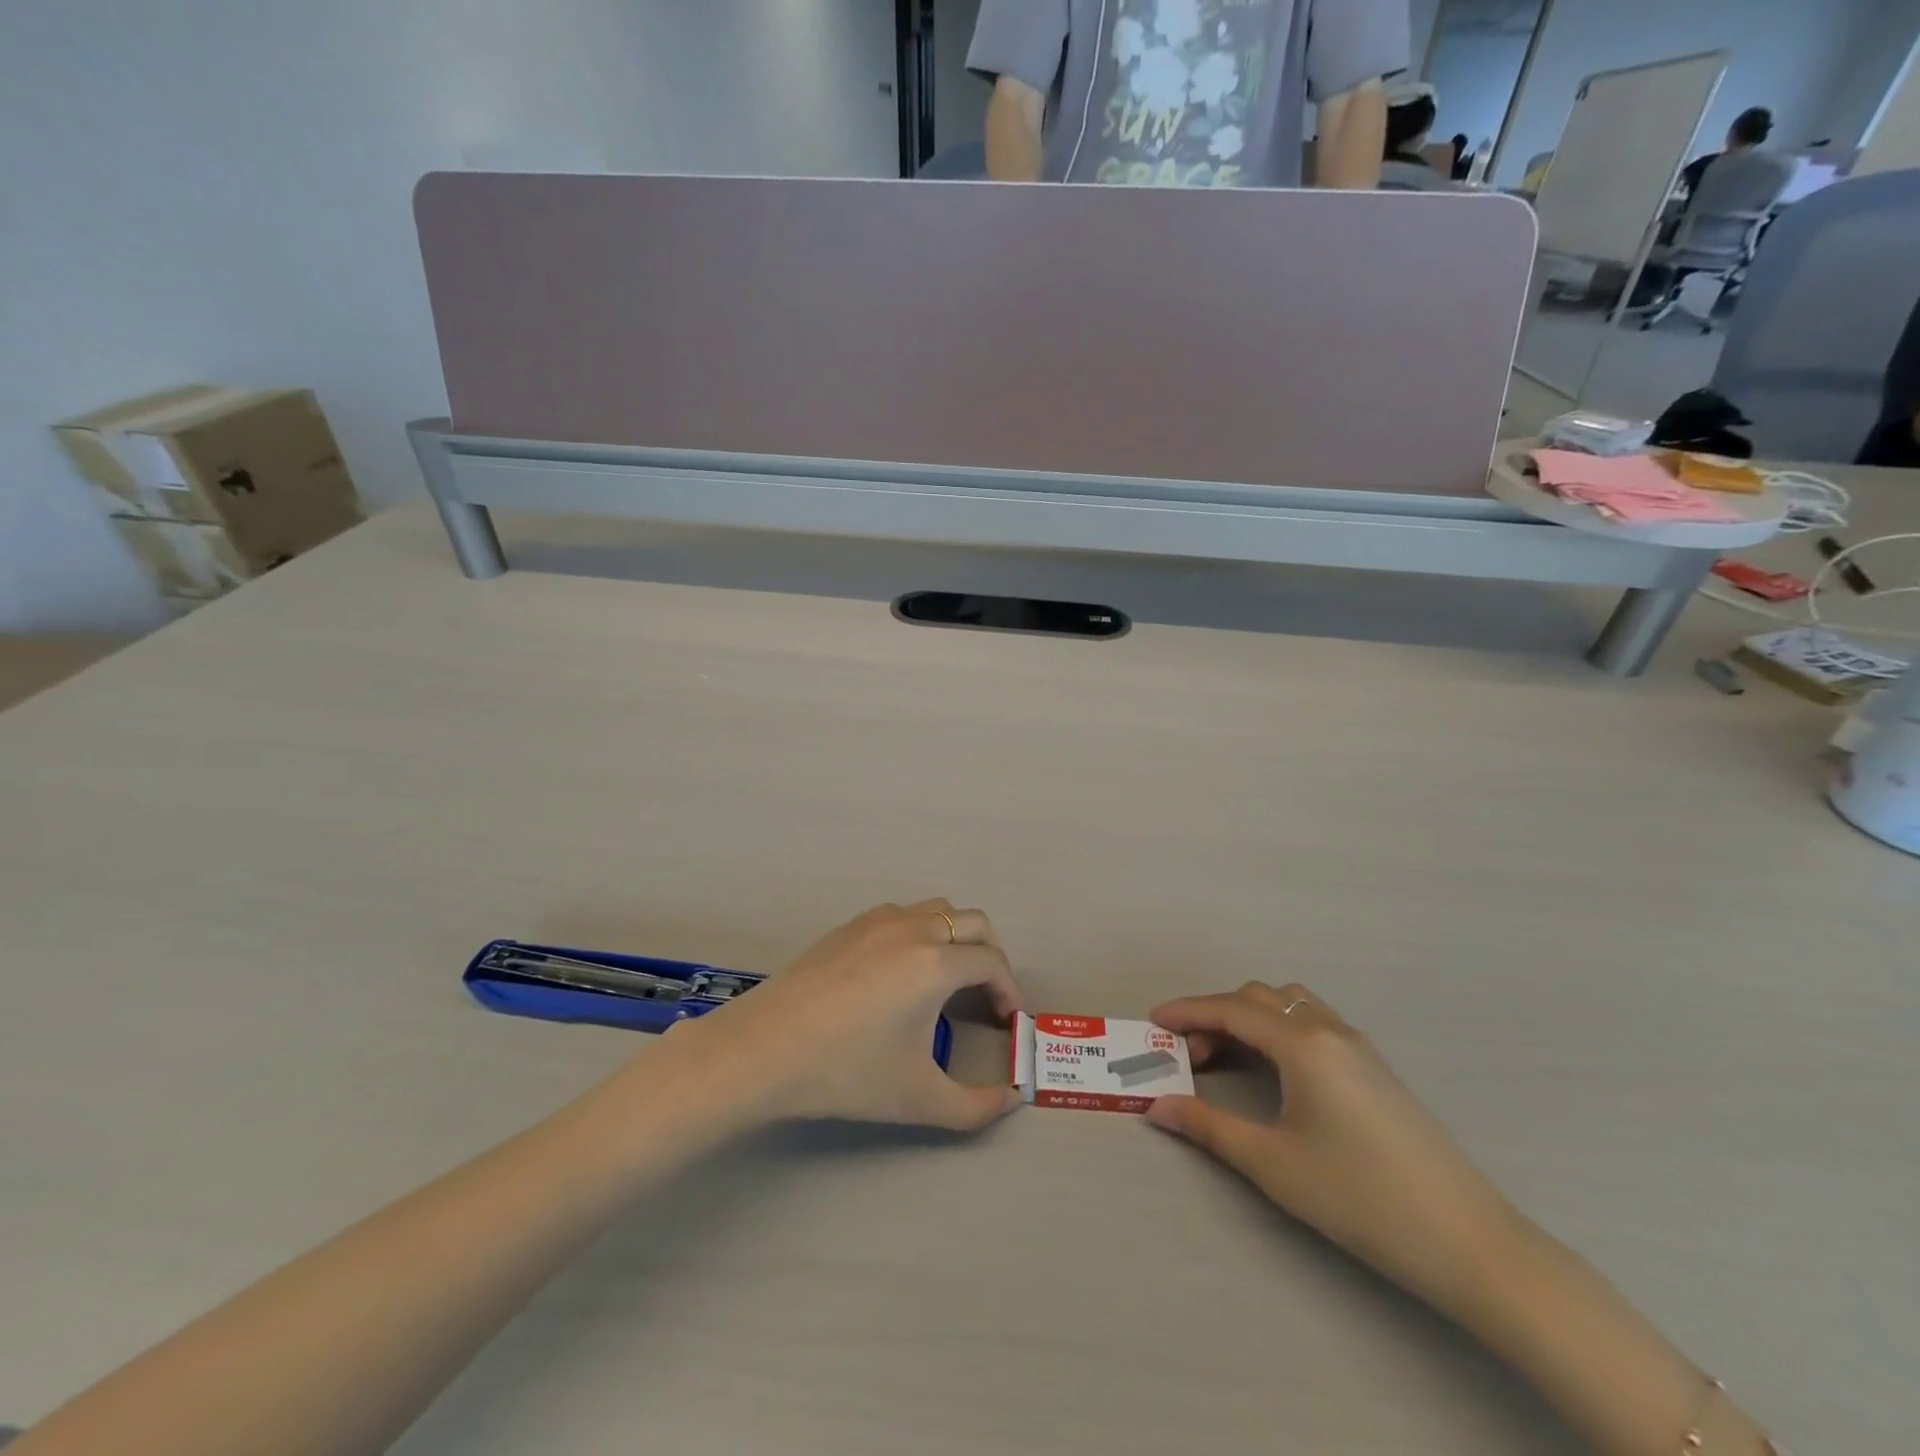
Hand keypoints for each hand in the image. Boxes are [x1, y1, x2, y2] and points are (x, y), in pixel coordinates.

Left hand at [670, 901, 1023, 1132]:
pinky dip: (920, 934)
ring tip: (946, 983)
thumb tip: (1011, 1101)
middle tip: (984, 1000)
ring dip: (955, 939)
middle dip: (990, 957)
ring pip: (936, 911)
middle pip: (974, 923)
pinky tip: (900, 975)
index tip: (1008, 1022)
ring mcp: (877, 921)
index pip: (993, 963)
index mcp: (935, 962)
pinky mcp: (849, 926)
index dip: (1009, 991)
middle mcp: (913, 928)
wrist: (762, 1050)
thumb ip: (975, 1106)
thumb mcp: (917, 1099)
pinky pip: (902, 916)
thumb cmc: (845, 1072)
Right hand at [1146, 983, 1520, 1323]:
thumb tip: (1157, 1108)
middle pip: (1259, 998)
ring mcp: (1359, 1046)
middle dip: (1216, 1016)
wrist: (1468, 1241)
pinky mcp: (1376, 1068)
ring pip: (1290, 1004)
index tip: (1152, 1021)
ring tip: (1230, 1058)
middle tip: (1189, 1056)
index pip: (1231, 1009)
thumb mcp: (1272, 1164)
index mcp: (1303, 1043)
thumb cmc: (1359, 1197)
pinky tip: (1276, 1070)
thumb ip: (1208, 1127)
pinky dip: (1279, 1029)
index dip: (1187, 1012)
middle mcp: (1330, 1029)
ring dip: (1250, 1018)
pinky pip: (1314, 1022)